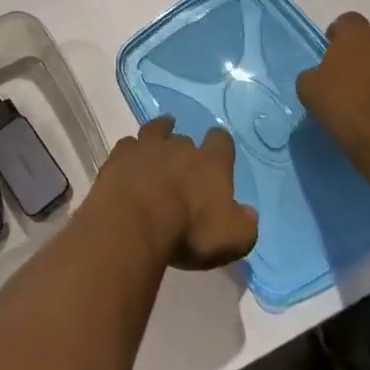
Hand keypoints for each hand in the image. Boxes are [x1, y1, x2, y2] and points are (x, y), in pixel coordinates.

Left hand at [87, 116, 258, 270]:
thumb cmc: (189, 231)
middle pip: (186, 139)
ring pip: (156, 130)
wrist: (134, 221)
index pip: (221, 141)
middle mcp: (180, 147)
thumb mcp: (233, 239)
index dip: (221, 143)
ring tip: (162, 131)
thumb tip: (249, 212)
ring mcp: (147, 147)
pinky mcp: (120, 155)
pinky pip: (129, 144)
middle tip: (185, 161)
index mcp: (210, 164)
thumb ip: (245, 224)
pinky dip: (132, 150)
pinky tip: (131, 157)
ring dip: (160, 131)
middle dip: (187, 147)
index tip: (220, 146)